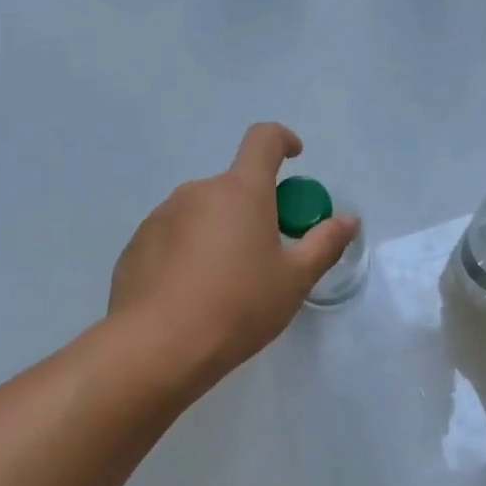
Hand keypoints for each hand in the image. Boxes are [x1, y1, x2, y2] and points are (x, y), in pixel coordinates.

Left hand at [109, 123, 358, 380]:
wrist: (160, 346)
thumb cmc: (239, 306)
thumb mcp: (294, 280)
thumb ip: (324, 244)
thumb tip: (348, 220)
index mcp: (242, 191)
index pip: (263, 140)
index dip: (282, 140)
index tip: (294, 156)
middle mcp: (198, 191)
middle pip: (234, 187)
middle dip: (254, 210)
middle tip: (266, 256)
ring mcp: (161, 216)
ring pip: (202, 214)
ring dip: (219, 233)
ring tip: (225, 285)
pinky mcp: (137, 244)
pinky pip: (173, 238)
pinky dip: (188, 254)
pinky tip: (192, 295)